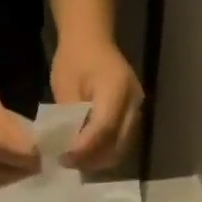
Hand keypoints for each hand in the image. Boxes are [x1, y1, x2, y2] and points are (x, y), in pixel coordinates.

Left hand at [51, 36, 142, 171]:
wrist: (91, 38)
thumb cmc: (74, 58)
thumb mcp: (65, 86)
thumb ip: (70, 119)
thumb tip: (69, 149)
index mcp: (116, 88)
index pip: (103, 128)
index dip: (84, 148)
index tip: (65, 157)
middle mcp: (133, 101)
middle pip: (117, 144)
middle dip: (92, 159)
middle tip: (68, 163)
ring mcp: (137, 110)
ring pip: (122, 148)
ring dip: (99, 160)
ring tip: (76, 161)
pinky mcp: (133, 116)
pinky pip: (122, 143)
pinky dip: (105, 153)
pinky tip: (87, 154)